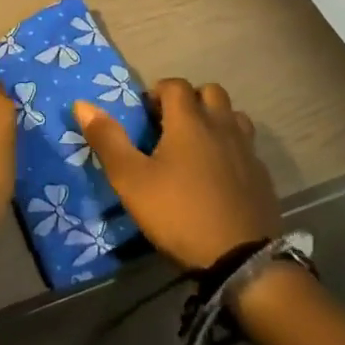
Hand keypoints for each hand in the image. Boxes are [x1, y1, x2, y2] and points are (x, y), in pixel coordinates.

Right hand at [76, 79, 280, 270]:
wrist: (241, 260)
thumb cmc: (179, 213)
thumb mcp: (131, 180)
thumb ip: (108, 140)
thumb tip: (81, 104)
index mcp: (189, 121)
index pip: (175, 85)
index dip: (158, 92)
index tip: (145, 115)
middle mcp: (221, 126)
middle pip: (210, 92)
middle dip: (190, 100)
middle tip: (171, 126)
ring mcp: (247, 150)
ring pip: (233, 116)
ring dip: (215, 120)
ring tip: (197, 146)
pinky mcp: (262, 175)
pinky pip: (246, 147)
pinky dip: (231, 149)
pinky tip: (219, 175)